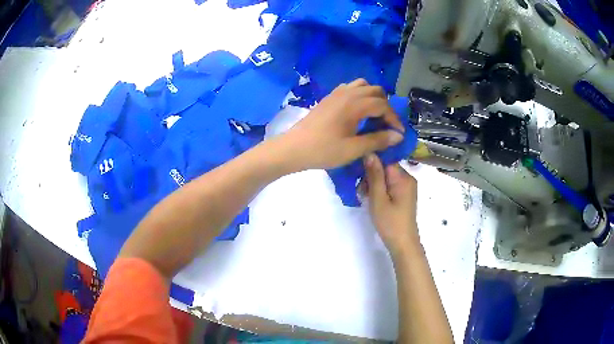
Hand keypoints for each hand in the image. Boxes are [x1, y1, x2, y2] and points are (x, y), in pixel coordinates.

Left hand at [280, 79, 404, 170]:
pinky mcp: (329, 98)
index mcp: (355, 104)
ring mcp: (336, 93)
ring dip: (373, 97)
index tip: (399, 133)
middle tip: (386, 124)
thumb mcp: (353, 149)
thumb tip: (398, 136)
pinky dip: (359, 95)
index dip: (394, 119)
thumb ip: (377, 140)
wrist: (293, 148)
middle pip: (376, 91)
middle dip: (386, 106)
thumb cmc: (323, 150)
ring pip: (362, 86)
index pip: (383, 105)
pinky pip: (350, 88)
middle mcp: (348, 93)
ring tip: (374, 115)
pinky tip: (357, 112)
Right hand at [362, 154, 418, 256]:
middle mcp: (407, 178)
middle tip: (361, 191)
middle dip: (371, 176)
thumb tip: (369, 152)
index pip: (385, 159)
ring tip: (365, 197)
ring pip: (385, 177)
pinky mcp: (403, 195)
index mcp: (403, 177)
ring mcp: (406, 187)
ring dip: (373, 184)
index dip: (371, 162)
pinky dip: (379, 190)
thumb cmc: (390, 223)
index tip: (357, 170)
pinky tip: (371, 200)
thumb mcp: (378, 199)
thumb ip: (374, 175)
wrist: (403, 244)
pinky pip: (389, 185)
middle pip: (385, 167)